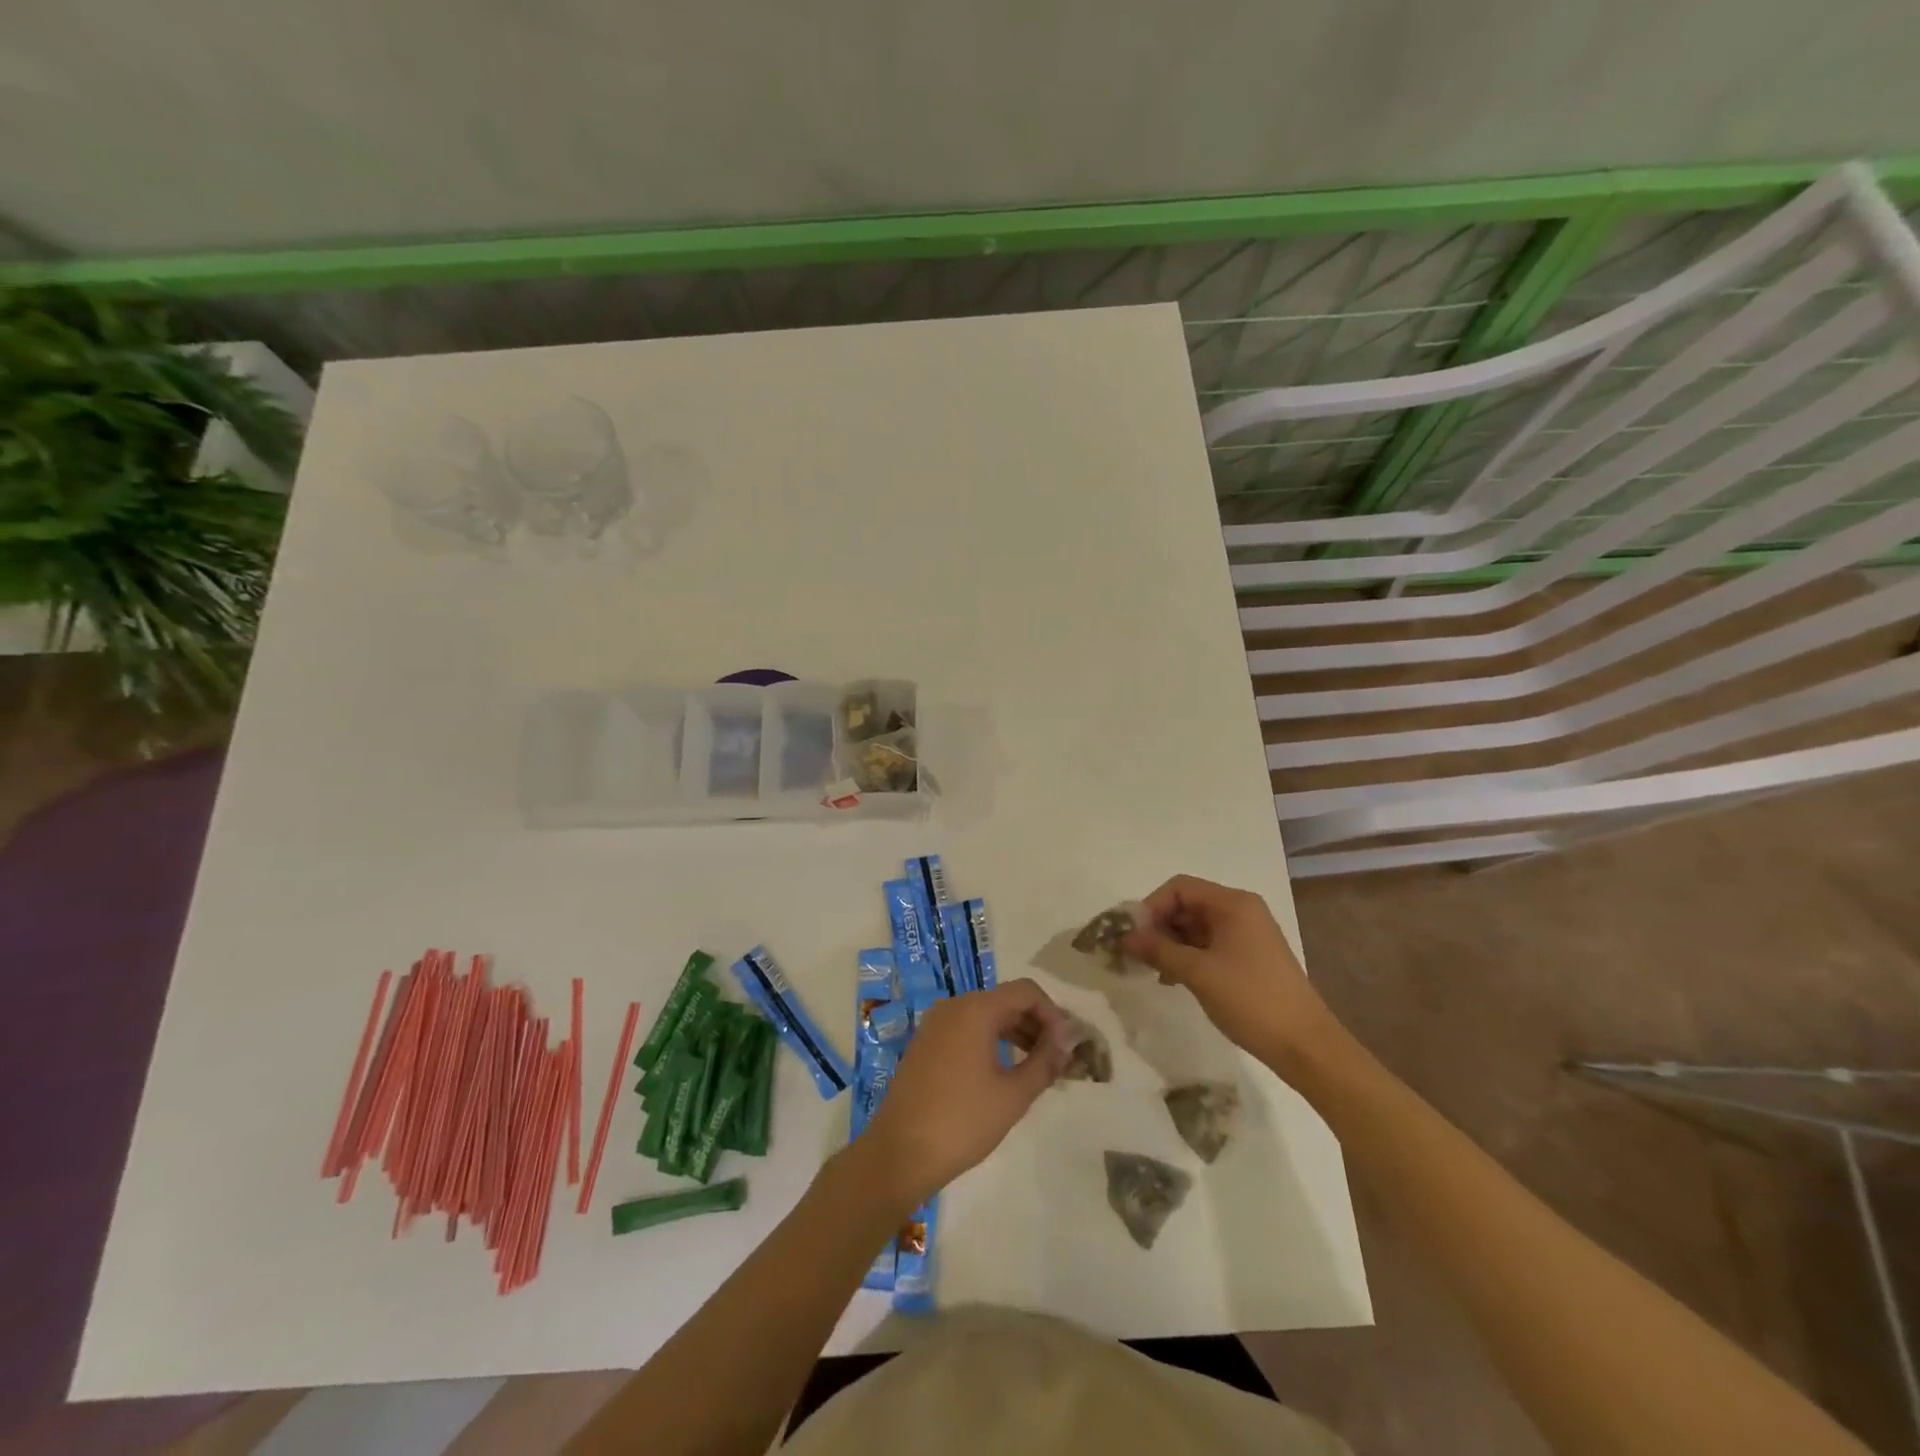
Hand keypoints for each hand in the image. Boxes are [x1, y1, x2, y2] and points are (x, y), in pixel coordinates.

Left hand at [851, 979, 1073, 1211]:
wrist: (899, 1153)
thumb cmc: (962, 1121)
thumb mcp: (1013, 1095)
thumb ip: (1045, 1062)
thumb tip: (1067, 1042)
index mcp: (975, 1009)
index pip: (1025, 991)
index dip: (1053, 1013)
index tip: (1068, 1046)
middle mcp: (954, 1006)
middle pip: (1006, 1001)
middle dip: (1037, 1024)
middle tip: (1060, 1058)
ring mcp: (936, 1024)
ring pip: (986, 1016)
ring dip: (1016, 1034)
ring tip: (1039, 1067)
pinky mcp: (926, 1044)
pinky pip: (968, 1030)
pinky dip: (992, 1042)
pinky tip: (1006, 1072)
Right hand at [1122, 874, 1336, 1065]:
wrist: (1305, 1045)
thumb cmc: (1251, 999)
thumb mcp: (1198, 973)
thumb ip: (1158, 950)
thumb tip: (1125, 937)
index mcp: (1233, 904)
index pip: (1179, 888)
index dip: (1151, 906)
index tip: (1133, 935)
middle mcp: (1240, 911)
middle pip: (1187, 904)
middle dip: (1158, 925)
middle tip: (1135, 954)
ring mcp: (1246, 934)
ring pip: (1195, 926)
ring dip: (1170, 943)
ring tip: (1150, 969)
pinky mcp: (1248, 957)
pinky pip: (1208, 945)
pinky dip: (1187, 955)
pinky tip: (1172, 978)